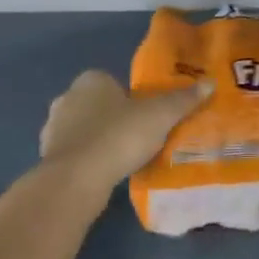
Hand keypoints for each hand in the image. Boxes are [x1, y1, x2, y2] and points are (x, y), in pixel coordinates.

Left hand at [40, 70, 210, 192]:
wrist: (77, 178)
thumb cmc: (119, 135)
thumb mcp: (160, 115)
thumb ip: (183, 99)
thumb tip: (209, 83)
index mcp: (90, 80)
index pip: (113, 82)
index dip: (131, 98)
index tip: (147, 116)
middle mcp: (67, 98)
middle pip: (98, 104)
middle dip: (115, 118)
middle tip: (140, 137)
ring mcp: (53, 129)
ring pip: (84, 130)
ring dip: (100, 140)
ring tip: (125, 159)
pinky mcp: (48, 157)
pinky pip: (76, 153)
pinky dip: (89, 161)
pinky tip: (106, 174)